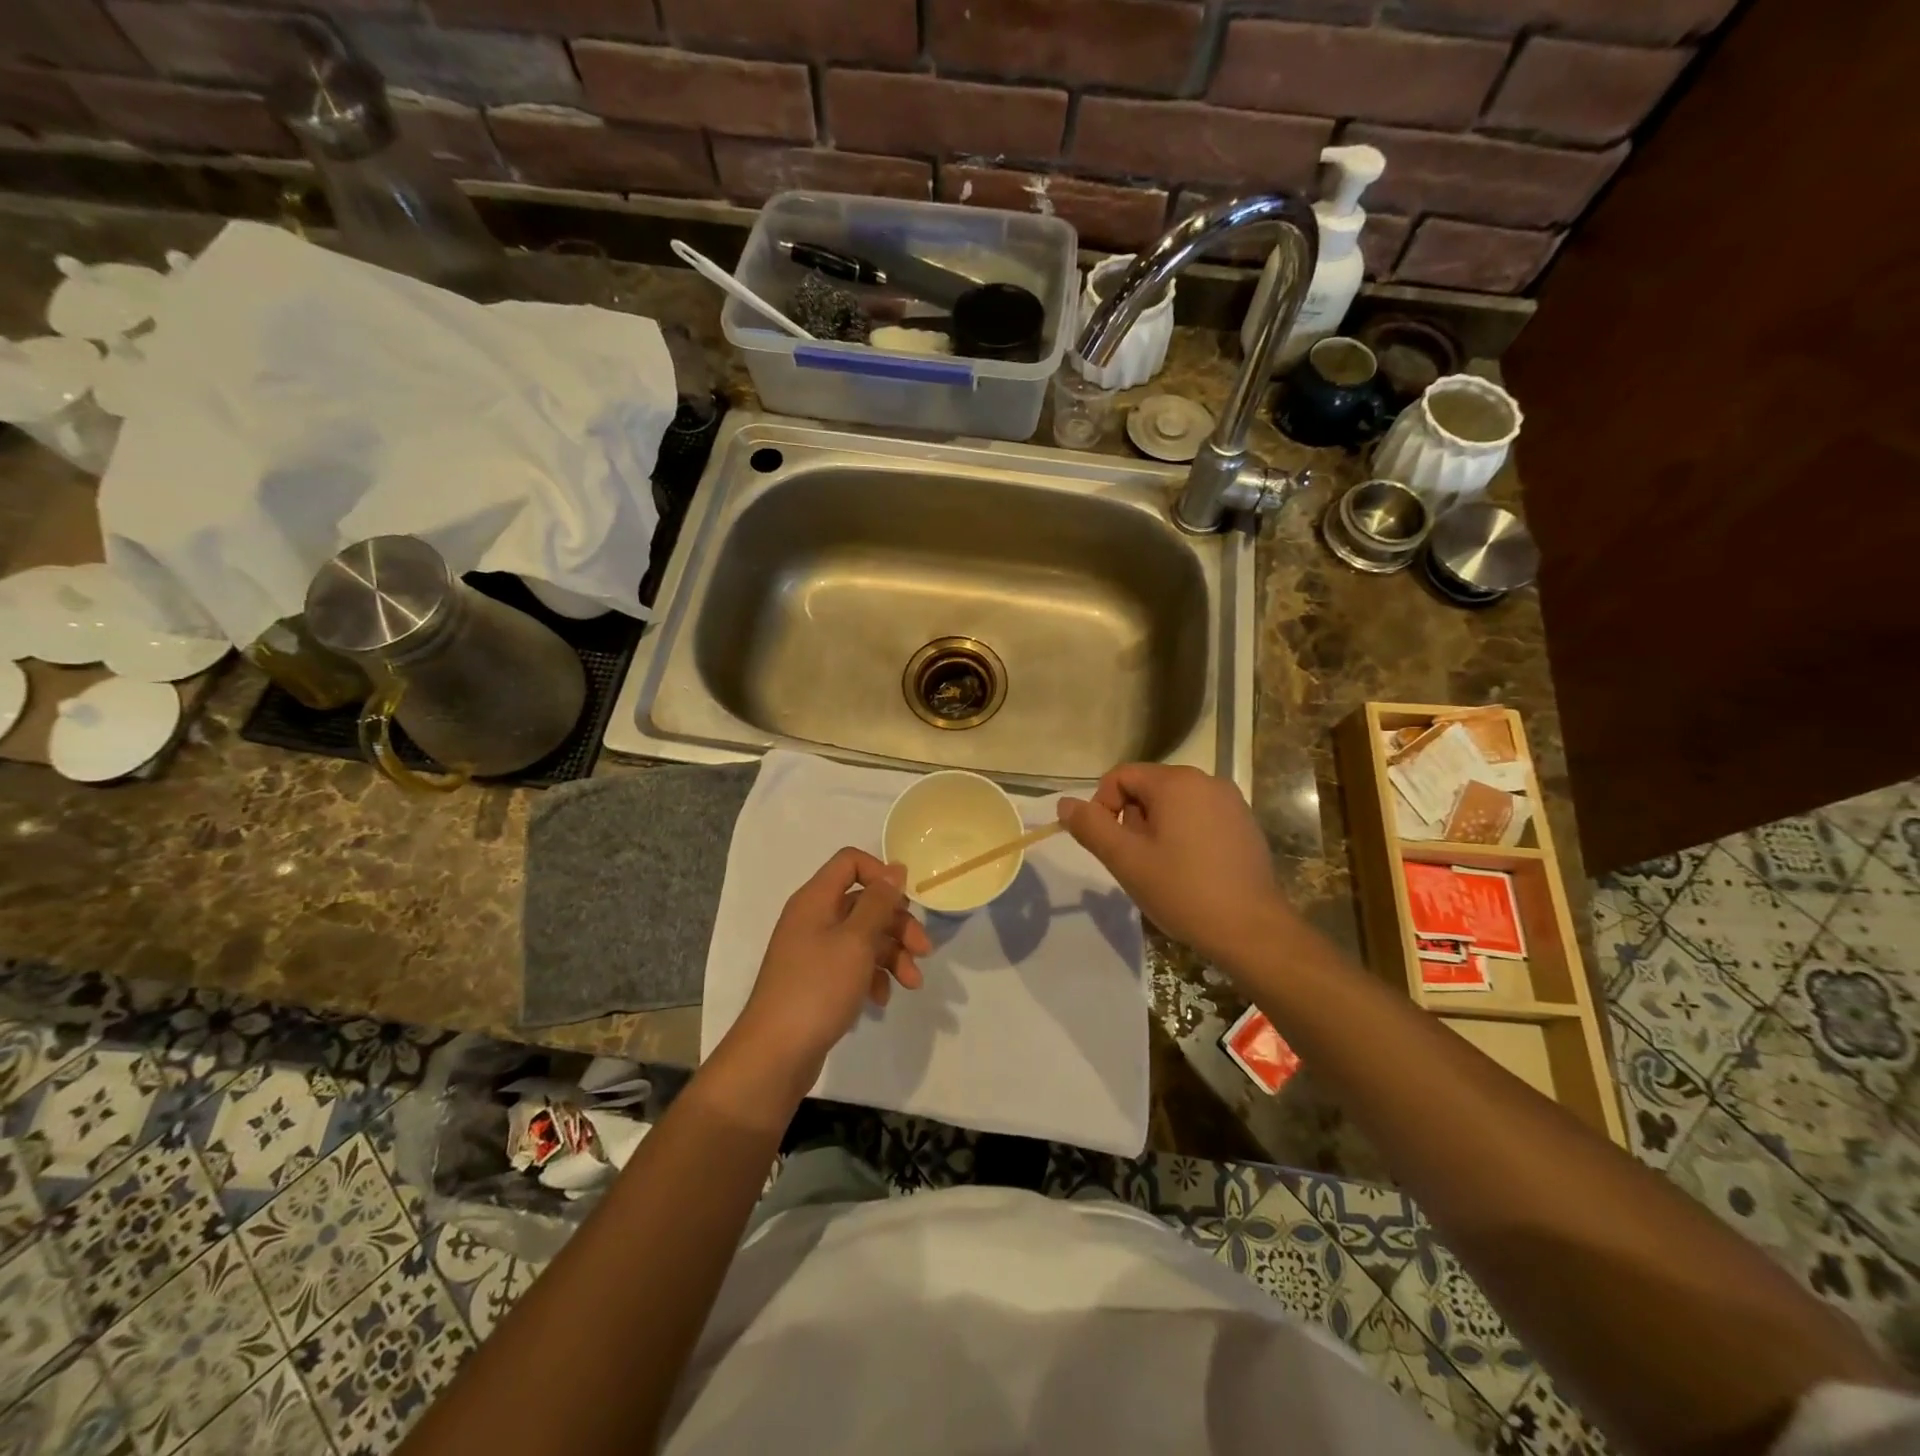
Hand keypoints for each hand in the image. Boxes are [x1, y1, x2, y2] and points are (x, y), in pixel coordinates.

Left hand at [728, 848, 929, 1088]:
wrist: (775, 1054)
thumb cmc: (818, 988)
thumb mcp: (856, 941)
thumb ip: (878, 902)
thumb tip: (895, 869)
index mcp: (816, 900)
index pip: (850, 862)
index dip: (881, 874)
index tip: (906, 902)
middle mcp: (813, 919)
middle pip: (864, 903)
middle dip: (898, 925)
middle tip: (923, 951)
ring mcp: (813, 951)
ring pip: (863, 937)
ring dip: (892, 955)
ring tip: (911, 984)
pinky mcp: (817, 981)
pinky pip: (852, 965)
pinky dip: (872, 977)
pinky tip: (881, 999)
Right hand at [1058, 763, 1290, 963]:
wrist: (1252, 930)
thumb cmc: (1183, 891)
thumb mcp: (1125, 860)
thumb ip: (1090, 826)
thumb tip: (1064, 803)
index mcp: (1176, 782)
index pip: (1120, 776)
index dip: (1103, 807)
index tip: (1110, 845)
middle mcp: (1206, 781)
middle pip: (1148, 788)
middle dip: (1133, 820)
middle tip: (1138, 861)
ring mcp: (1231, 801)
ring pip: (1173, 804)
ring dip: (1157, 830)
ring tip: (1163, 869)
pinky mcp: (1245, 824)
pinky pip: (1199, 817)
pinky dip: (1184, 836)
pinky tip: (1190, 871)